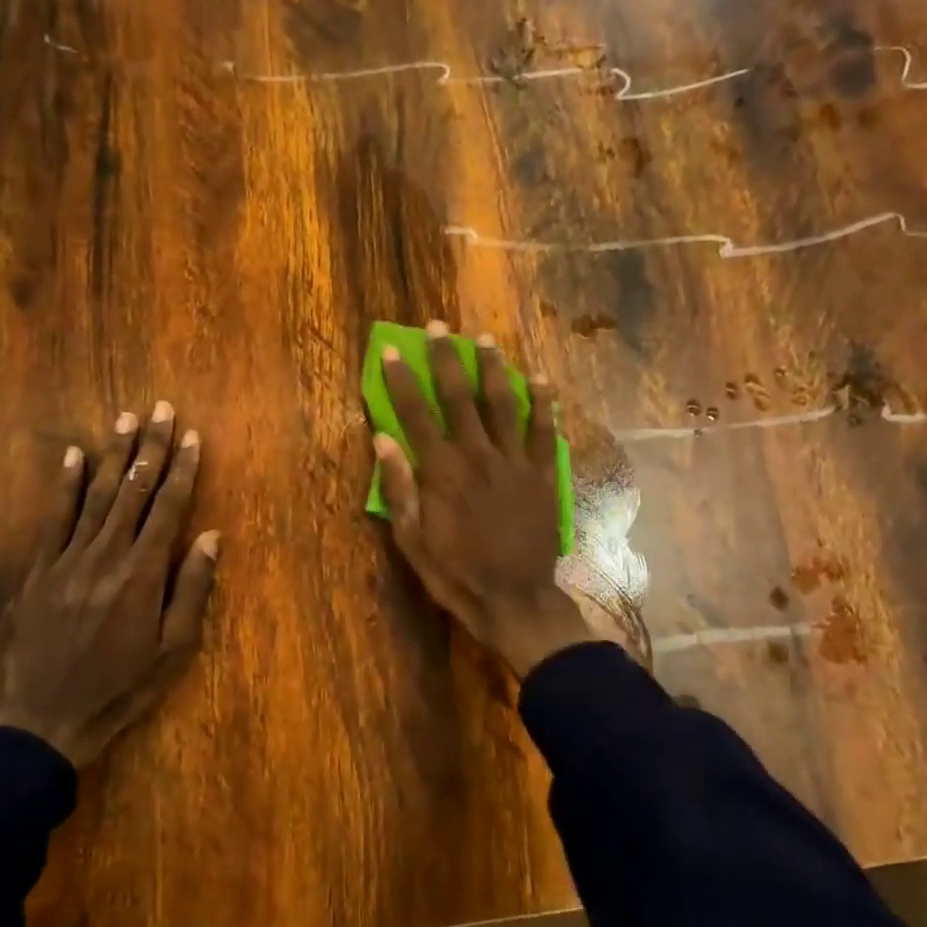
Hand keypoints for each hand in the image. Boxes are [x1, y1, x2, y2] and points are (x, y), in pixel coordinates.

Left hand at [0, 403, 220, 765]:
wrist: (46, 718)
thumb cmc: (121, 687)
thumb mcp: (173, 649)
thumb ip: (192, 588)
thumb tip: (210, 536)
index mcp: (143, 573)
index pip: (168, 508)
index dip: (183, 470)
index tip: (193, 437)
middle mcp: (106, 555)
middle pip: (134, 490)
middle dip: (151, 447)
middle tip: (162, 409)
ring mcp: (67, 558)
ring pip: (96, 495)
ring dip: (114, 454)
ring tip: (127, 419)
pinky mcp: (39, 569)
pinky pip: (54, 517)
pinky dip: (65, 484)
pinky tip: (73, 455)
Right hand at [375, 322, 595, 678]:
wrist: (514, 600)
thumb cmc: (456, 573)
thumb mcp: (412, 540)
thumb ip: (399, 489)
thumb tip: (383, 440)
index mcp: (441, 471)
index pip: (415, 415)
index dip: (402, 381)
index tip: (394, 350)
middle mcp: (476, 455)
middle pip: (459, 397)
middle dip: (446, 359)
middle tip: (439, 327)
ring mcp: (513, 462)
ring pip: (502, 403)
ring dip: (492, 368)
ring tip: (485, 339)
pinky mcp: (541, 474)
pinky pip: (542, 430)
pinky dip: (543, 402)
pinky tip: (541, 378)